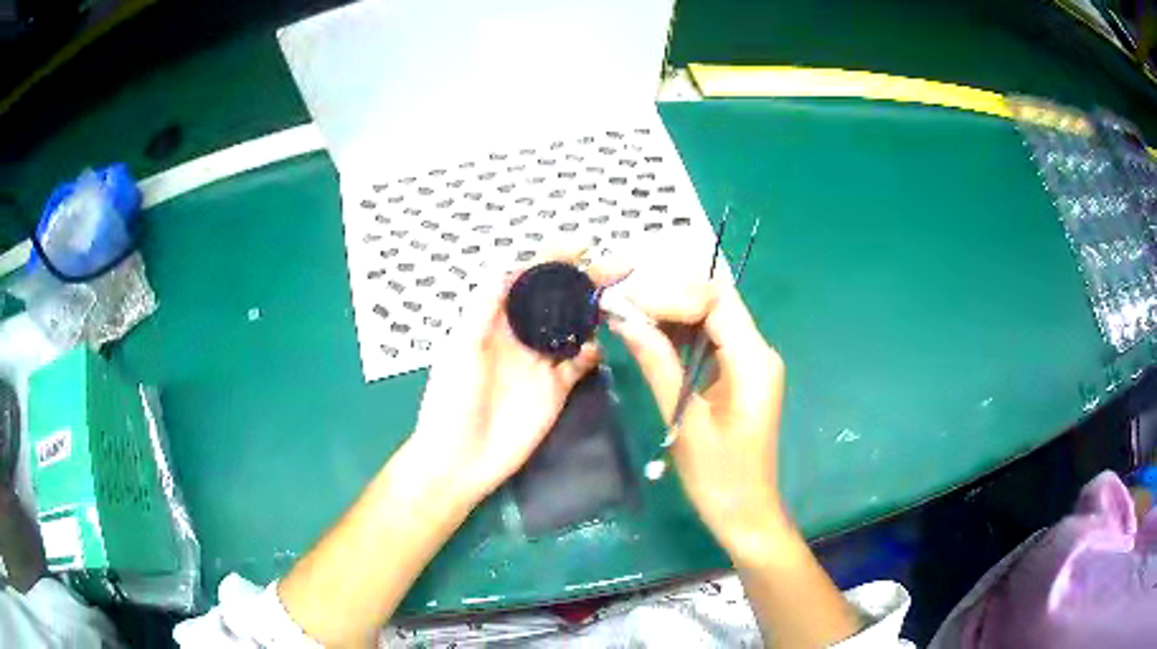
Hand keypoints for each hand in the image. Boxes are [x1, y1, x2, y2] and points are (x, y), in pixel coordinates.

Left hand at [411, 247, 614, 504]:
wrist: (460, 459)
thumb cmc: (451, 401)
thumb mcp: (459, 348)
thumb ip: (483, 308)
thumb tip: (506, 265)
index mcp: (496, 320)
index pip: (528, 281)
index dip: (553, 260)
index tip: (581, 245)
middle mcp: (521, 336)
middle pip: (559, 300)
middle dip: (587, 279)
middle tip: (621, 264)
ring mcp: (541, 363)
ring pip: (574, 328)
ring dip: (595, 311)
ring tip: (620, 297)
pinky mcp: (556, 389)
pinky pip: (580, 364)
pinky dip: (592, 352)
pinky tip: (598, 347)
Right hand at [609, 277, 789, 560]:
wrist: (746, 513)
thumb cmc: (719, 477)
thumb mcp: (685, 421)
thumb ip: (659, 365)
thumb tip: (625, 320)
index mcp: (754, 361)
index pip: (715, 301)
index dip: (671, 295)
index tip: (629, 305)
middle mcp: (759, 351)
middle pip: (716, 301)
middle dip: (669, 297)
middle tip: (623, 304)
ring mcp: (752, 360)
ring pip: (712, 316)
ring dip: (672, 312)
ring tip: (629, 314)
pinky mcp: (741, 373)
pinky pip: (711, 338)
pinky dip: (681, 332)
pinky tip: (651, 334)